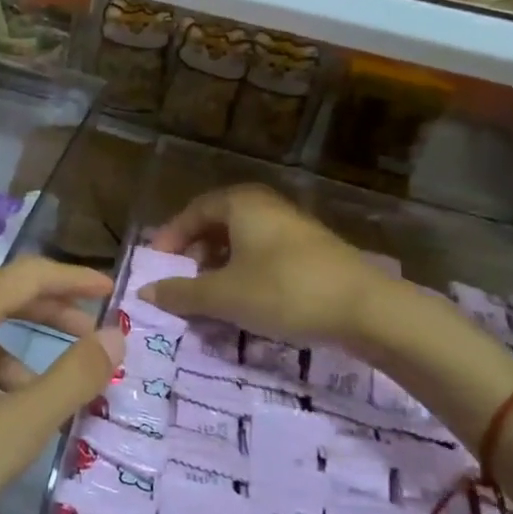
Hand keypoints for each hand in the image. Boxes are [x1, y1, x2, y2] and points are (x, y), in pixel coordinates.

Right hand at [142, 184, 453, 362]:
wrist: (367, 309)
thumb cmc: (284, 291)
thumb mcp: (225, 296)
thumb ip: (181, 293)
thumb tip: (145, 293)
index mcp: (241, 204)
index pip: (193, 212)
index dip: (170, 238)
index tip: (156, 266)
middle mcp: (265, 206)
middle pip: (217, 223)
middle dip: (194, 253)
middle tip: (181, 281)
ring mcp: (292, 226)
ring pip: (242, 241)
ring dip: (219, 266)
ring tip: (209, 296)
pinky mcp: (311, 251)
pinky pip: (264, 254)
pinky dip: (245, 272)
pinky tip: (245, 301)